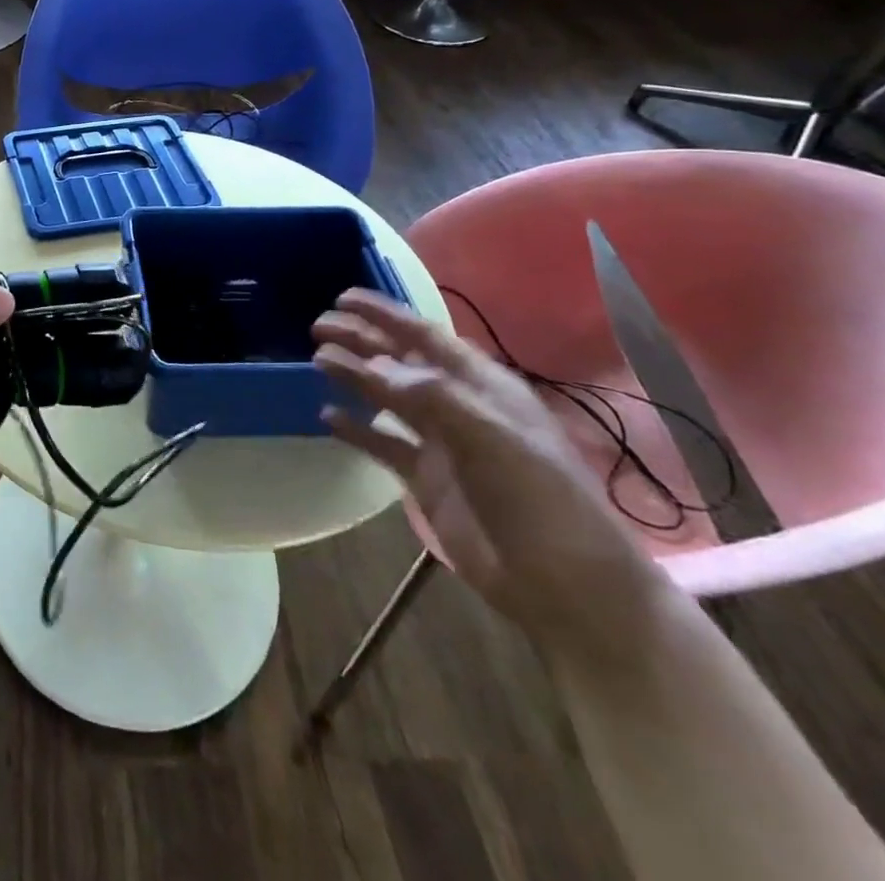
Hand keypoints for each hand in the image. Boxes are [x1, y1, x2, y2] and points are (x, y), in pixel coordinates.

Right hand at [313, 290, 671, 665]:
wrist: (567, 587)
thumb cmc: (541, 501)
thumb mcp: (495, 439)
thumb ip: (435, 397)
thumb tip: (377, 364)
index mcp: (483, 387)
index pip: (426, 337)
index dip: (386, 314)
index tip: (343, 297)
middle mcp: (458, 406)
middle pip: (401, 362)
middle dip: (362, 340)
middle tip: (318, 328)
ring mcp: (441, 443)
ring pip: (387, 397)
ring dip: (354, 376)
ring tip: (317, 362)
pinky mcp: (426, 479)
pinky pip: (382, 443)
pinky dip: (356, 429)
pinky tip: (327, 417)